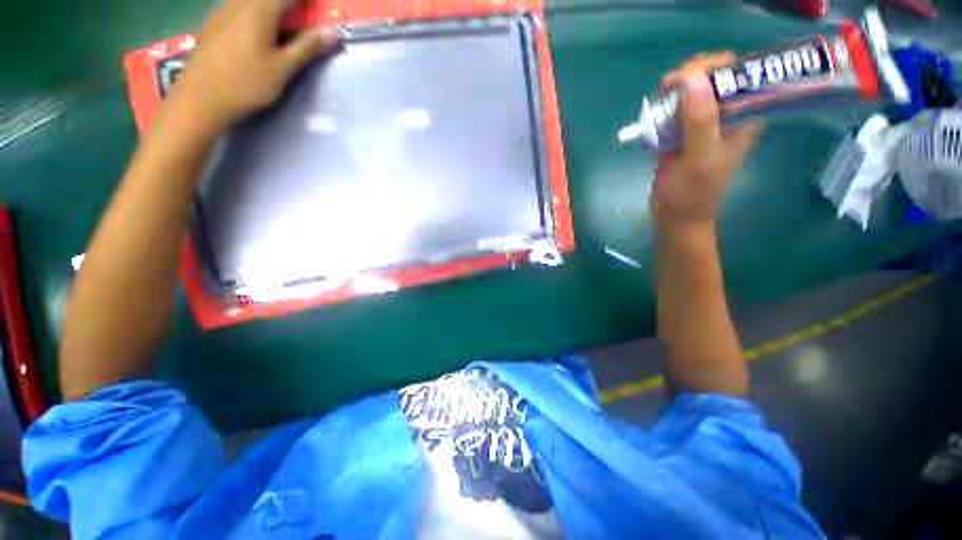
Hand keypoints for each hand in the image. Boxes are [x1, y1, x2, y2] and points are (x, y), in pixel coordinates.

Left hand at [167, 0, 339, 133]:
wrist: (202, 97)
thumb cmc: (247, 83)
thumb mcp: (283, 68)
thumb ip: (307, 47)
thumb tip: (333, 32)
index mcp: (260, 9)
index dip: (307, 2)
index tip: (320, 9)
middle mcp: (240, 3)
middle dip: (290, 5)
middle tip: (303, 22)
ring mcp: (223, 10)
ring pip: (253, 3)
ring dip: (273, 10)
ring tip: (284, 31)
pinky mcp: (214, 22)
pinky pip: (239, 8)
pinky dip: (256, 15)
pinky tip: (260, 33)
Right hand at [650, 53, 762, 226]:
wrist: (675, 217)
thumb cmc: (692, 193)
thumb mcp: (699, 157)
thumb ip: (700, 119)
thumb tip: (690, 77)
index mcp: (744, 115)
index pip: (737, 72)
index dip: (712, 66)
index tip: (685, 78)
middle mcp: (726, 114)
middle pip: (712, 76)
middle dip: (689, 76)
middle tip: (666, 89)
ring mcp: (702, 123)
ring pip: (691, 90)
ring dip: (673, 91)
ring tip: (657, 102)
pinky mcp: (682, 133)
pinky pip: (674, 109)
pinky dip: (662, 107)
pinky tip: (653, 116)